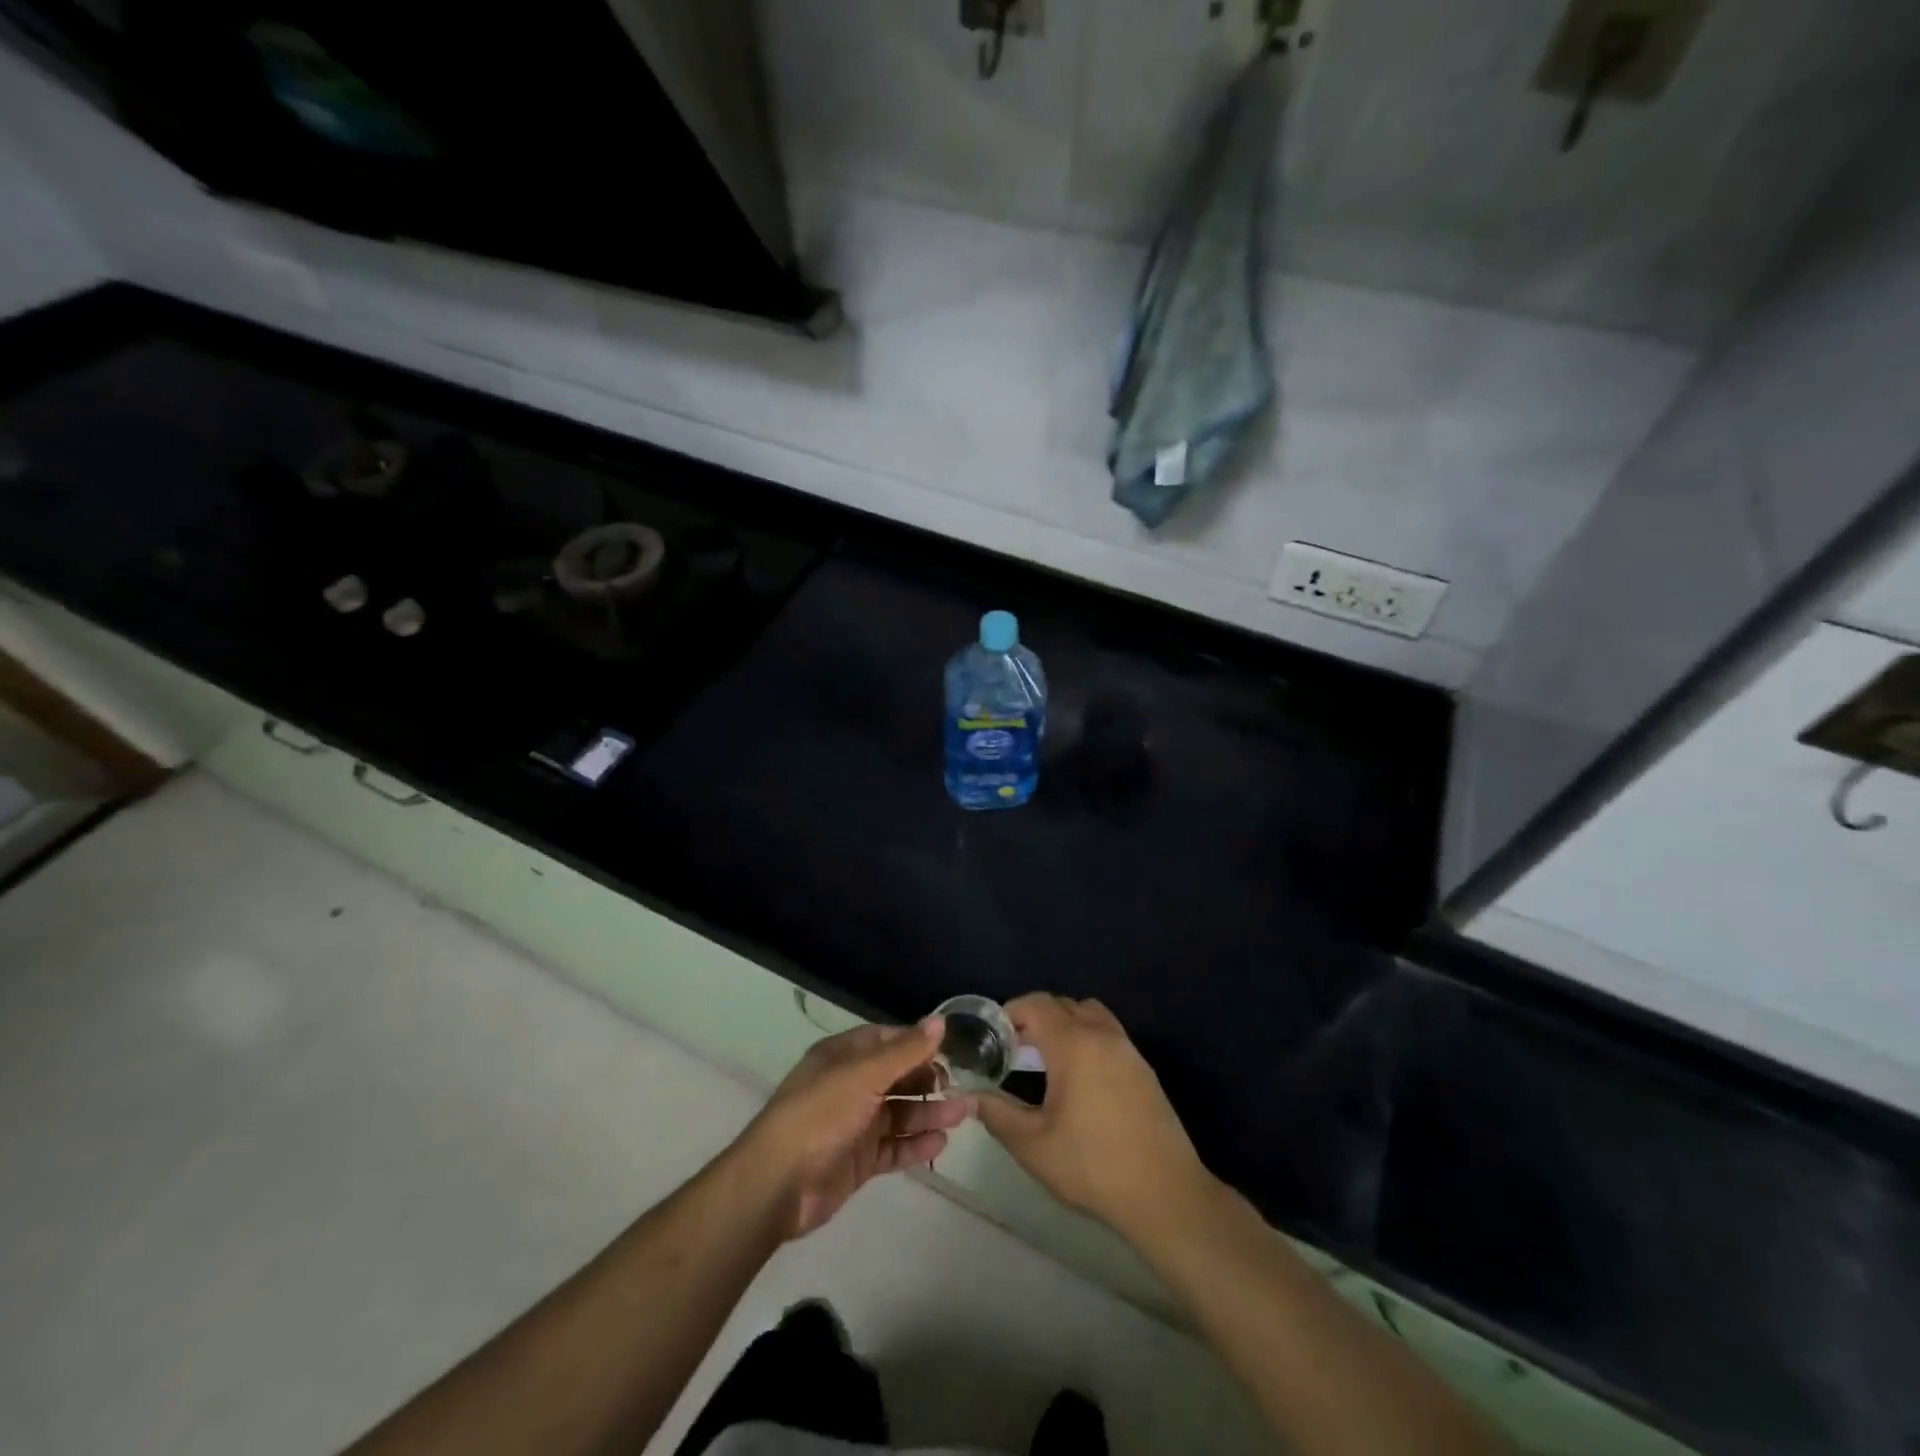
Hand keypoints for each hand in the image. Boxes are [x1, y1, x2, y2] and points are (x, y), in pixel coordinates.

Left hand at [731, 1019, 973, 1240]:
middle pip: (896, 1077)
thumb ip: (905, 1051)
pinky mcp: (858, 1160)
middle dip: (929, 1081)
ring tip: (964, 1115)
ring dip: (930, 1113)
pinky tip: (941, 1143)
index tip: (951, 1051)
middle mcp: (850, 1086)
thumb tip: (940, 1022)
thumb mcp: (863, 1075)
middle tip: (962, 1087)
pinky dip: (915, 1144)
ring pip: (899, 1112)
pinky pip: (893, 1147)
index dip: (917, 1043)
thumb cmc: (820, 1114)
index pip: (887, 1041)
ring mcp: (854, 1124)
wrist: (778, 1183)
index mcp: (844, 1057)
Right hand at [977, 994, 1211, 1240]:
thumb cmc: (1093, 1166)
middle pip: (1063, 1005)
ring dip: (1065, 1025)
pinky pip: (1108, 1034)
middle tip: (1015, 1051)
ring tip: (1046, 1062)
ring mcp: (1128, 1050)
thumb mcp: (1033, 1145)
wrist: (1165, 1194)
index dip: (1011, 1012)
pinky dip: (1087, 1040)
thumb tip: (968, 1097)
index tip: (994, 1036)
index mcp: (1075, 1044)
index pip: (1037, 1004)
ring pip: (1090, 1015)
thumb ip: (997, 1114)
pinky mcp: (1144, 1069)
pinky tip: (1078, 1081)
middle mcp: (1103, 1035)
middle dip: (1036, 1019)